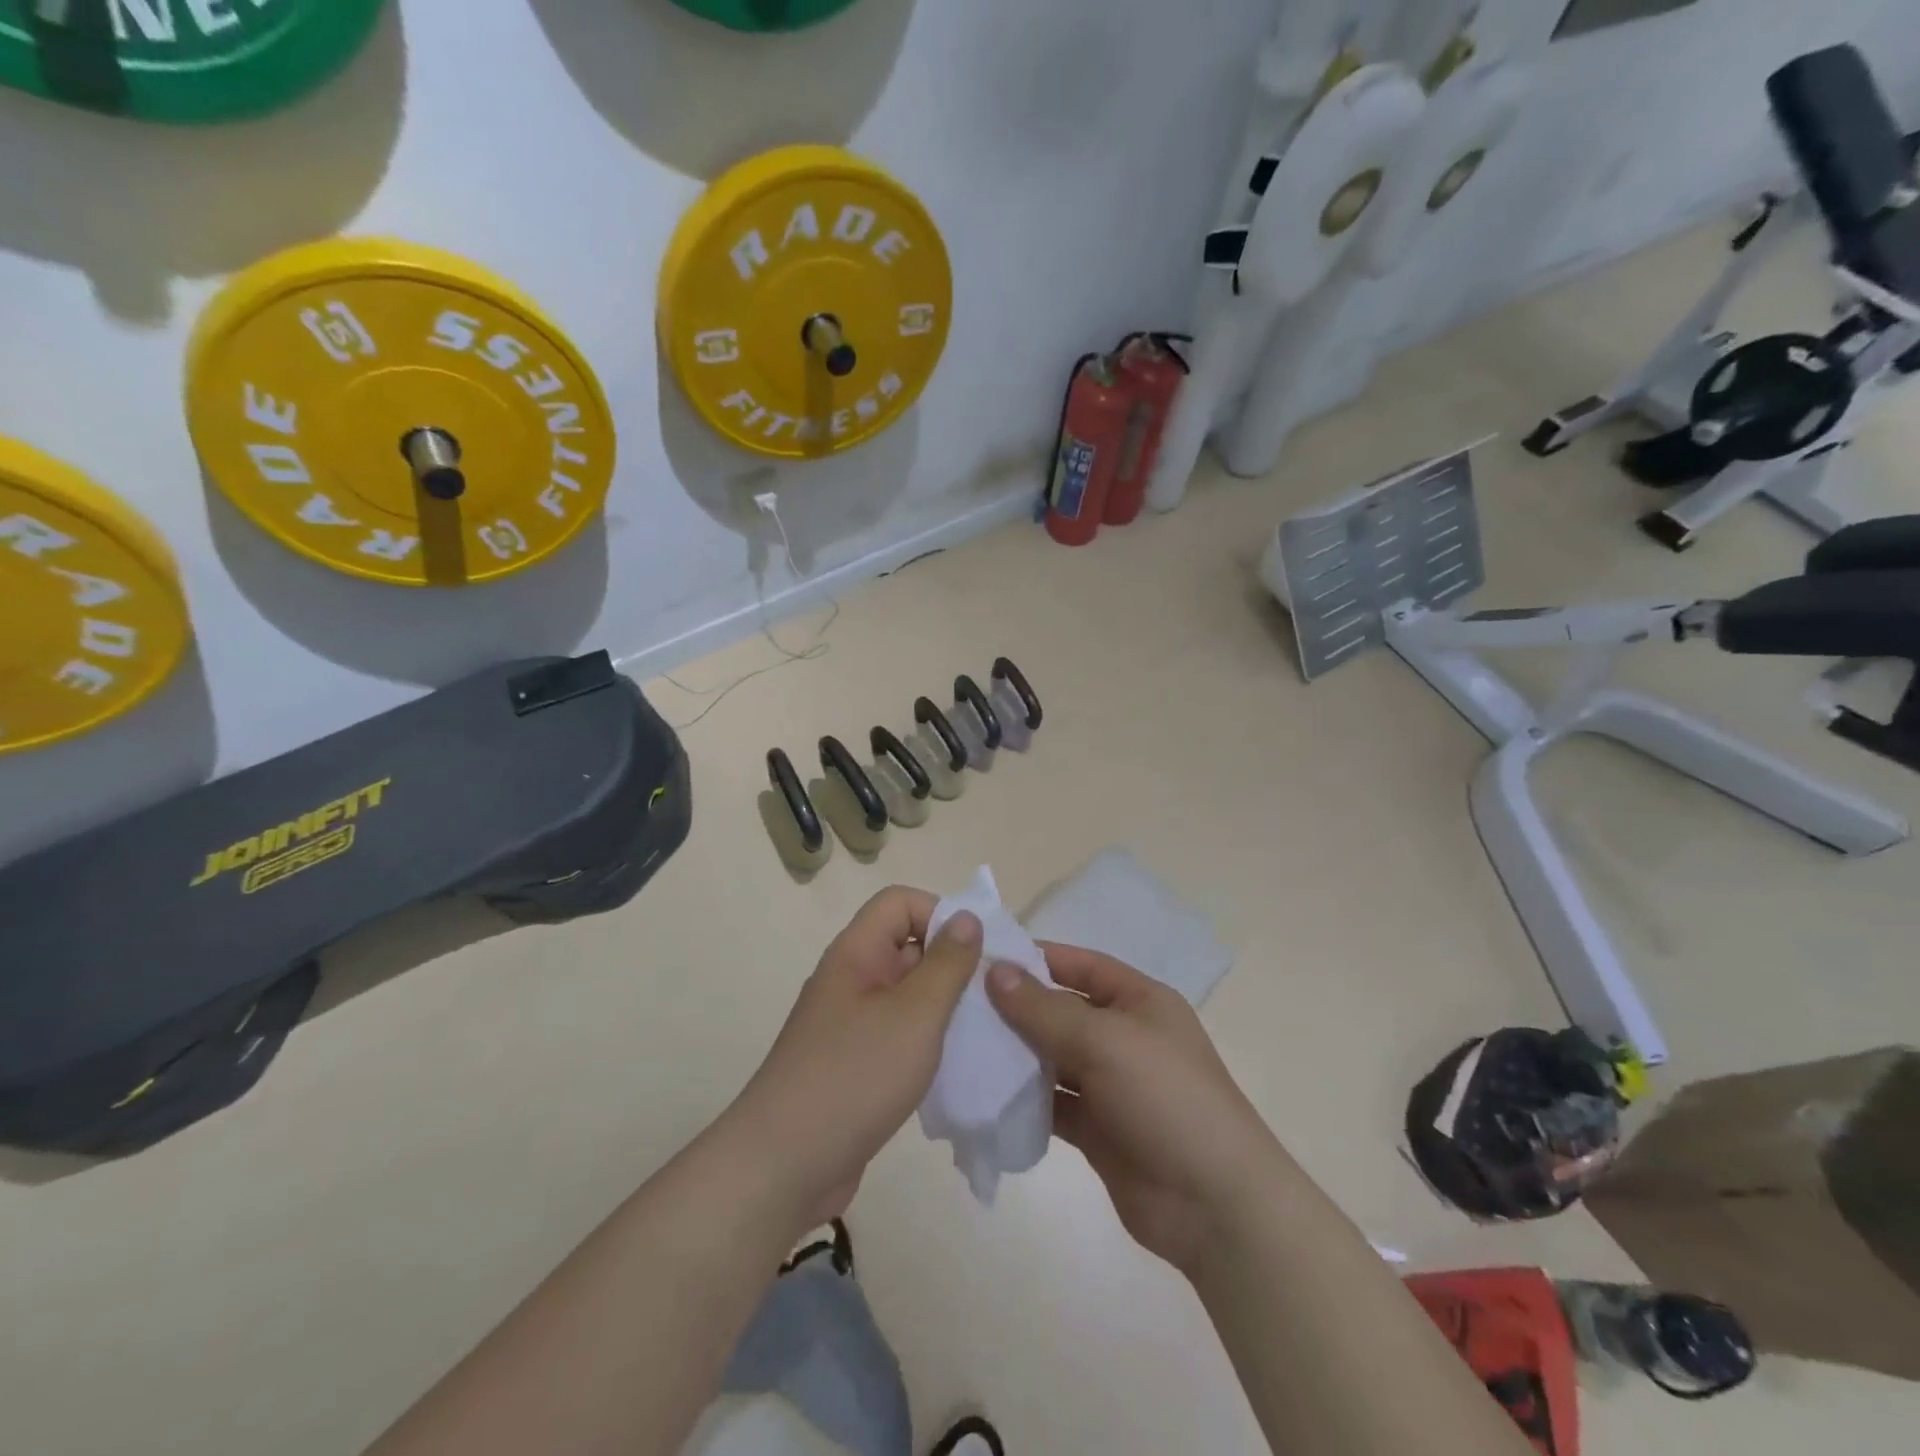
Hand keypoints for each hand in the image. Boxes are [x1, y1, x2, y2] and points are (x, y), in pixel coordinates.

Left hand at [727, 887, 981, 1233]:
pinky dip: (928, 1042)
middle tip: (996, 996)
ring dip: (945, 1007)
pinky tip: (955, 1067)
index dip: (940, 913)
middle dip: (953, 963)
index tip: (978, 952)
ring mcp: (850, 1023)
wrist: (784, 1166)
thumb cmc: (855, 1076)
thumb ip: (947, 963)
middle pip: (907, 946)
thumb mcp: (915, 1014)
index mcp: (856, 953)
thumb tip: (967, 917)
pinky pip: (899, 1034)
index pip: (900, 902)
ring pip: (908, 994)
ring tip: (984, 1032)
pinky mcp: (854, 1063)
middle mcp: (851, 979)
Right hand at [986, 945, 1283, 1276]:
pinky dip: (1023, 1097)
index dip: (1037, 958)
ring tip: (961, 1045)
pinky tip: (984, 1093)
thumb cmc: (1166, 1098)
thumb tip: (995, 972)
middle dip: (1016, 1007)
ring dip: (1015, 1053)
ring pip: (1052, 1058)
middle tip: (958, 1004)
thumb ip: (1046, 1009)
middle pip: (1061, 1011)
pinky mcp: (1097, 1129)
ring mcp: (1110, 1085)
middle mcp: (1124, 1037)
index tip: (984, 957)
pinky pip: (1052, 1102)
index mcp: (1139, 1002)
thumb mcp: (1105, 1041)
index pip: (1081, 965)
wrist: (1215, 1205)